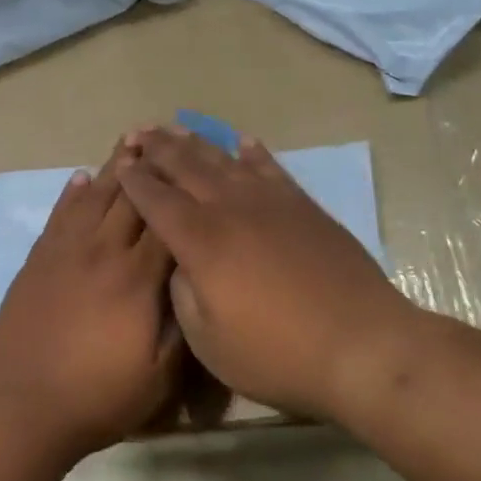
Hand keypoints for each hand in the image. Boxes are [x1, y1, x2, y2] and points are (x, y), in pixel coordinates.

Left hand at [0, 144, 182, 461]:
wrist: (17, 403)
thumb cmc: (94, 396)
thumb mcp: (157, 379)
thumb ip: (182, 329)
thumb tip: (195, 288)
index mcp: (137, 278)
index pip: (168, 223)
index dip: (182, 193)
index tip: (196, 168)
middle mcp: (103, 251)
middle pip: (131, 198)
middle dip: (150, 167)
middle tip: (164, 136)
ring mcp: (66, 250)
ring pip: (96, 196)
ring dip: (114, 167)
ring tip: (129, 141)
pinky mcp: (39, 258)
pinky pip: (60, 213)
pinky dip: (73, 191)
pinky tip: (81, 177)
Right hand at [116, 127, 410, 420]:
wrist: (360, 344)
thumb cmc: (278, 353)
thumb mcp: (209, 341)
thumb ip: (182, 293)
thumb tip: (179, 262)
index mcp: (200, 240)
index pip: (156, 199)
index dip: (134, 179)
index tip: (120, 163)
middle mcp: (230, 208)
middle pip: (185, 167)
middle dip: (157, 148)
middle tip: (137, 132)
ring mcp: (269, 202)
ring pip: (223, 160)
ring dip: (195, 142)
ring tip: (174, 127)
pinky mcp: (302, 205)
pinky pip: (270, 167)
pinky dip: (252, 152)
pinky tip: (242, 141)